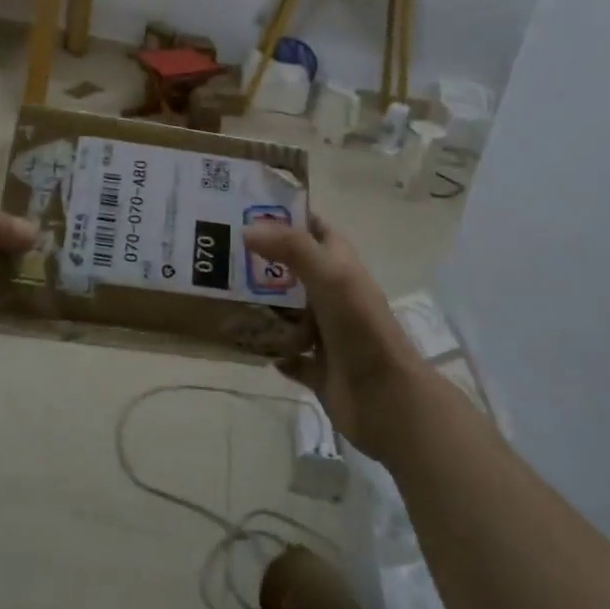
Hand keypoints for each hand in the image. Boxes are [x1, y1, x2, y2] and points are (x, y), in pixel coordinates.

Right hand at [243, 216, 433, 462]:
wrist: (387, 400)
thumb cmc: (360, 328)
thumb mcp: (329, 276)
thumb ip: (291, 248)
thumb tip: (247, 229)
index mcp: (340, 266)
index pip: (312, 229)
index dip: (285, 216)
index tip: (245, 208)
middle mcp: (333, 294)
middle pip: (292, 271)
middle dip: (262, 264)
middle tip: (222, 256)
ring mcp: (326, 333)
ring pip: (287, 313)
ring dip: (262, 309)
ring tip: (224, 298)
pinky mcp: (319, 368)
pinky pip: (288, 355)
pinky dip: (273, 350)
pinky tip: (249, 343)